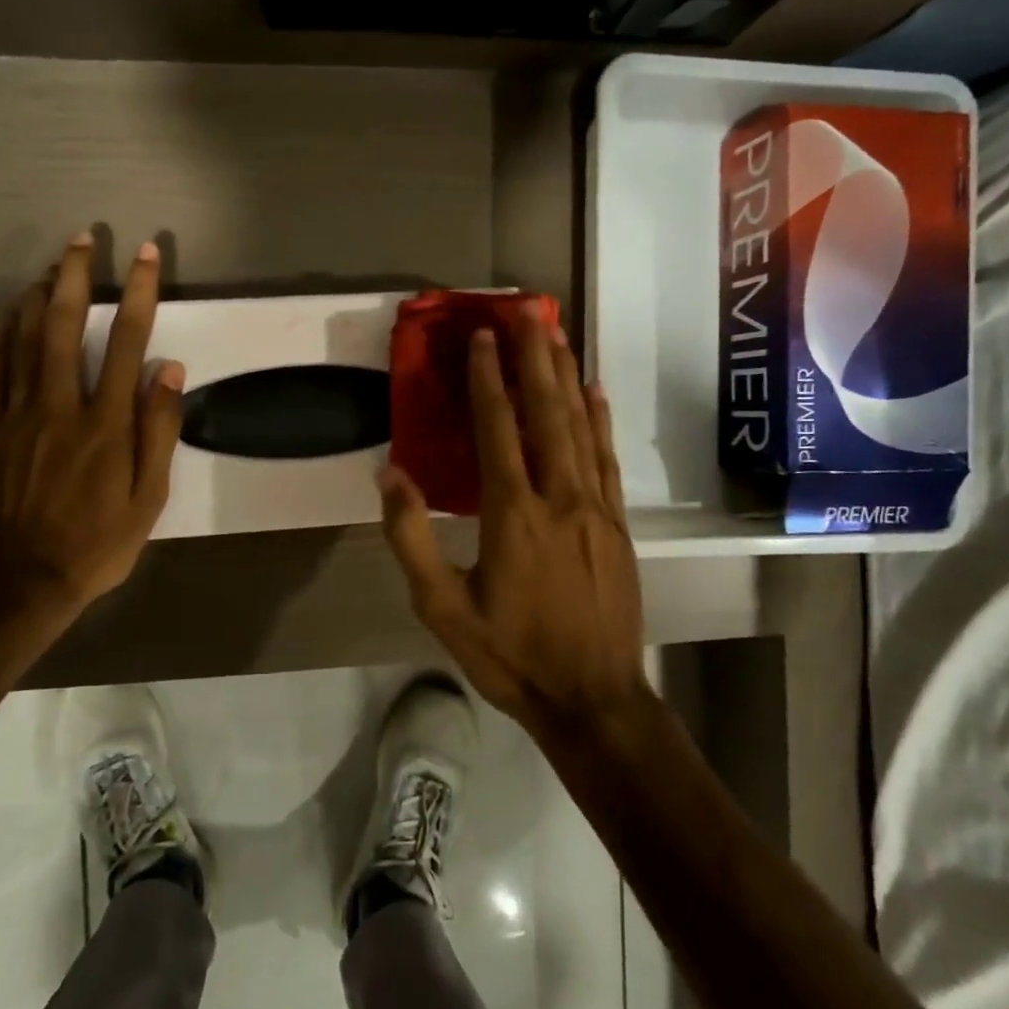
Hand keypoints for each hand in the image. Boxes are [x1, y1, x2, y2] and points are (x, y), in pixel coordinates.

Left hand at [0, 234, 182, 632]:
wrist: (21, 582)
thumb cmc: (97, 544)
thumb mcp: (149, 498)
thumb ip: (159, 431)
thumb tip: (170, 371)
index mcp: (106, 424)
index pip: (128, 343)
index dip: (139, 293)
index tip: (145, 255)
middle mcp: (59, 407)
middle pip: (65, 326)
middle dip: (76, 277)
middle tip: (82, 239)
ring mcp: (16, 416)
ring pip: (23, 340)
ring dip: (38, 296)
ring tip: (50, 265)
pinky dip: (0, 336)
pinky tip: (7, 315)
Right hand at [379, 303, 646, 737]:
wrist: (592, 698)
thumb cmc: (510, 655)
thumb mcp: (442, 608)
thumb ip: (411, 538)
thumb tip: (390, 474)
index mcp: (512, 514)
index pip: (498, 429)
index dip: (488, 379)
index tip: (483, 336)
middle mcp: (559, 497)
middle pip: (547, 412)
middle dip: (535, 357)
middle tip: (528, 310)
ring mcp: (595, 508)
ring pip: (581, 427)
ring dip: (567, 376)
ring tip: (558, 333)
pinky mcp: (618, 525)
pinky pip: (607, 459)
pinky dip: (600, 420)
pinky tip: (596, 392)